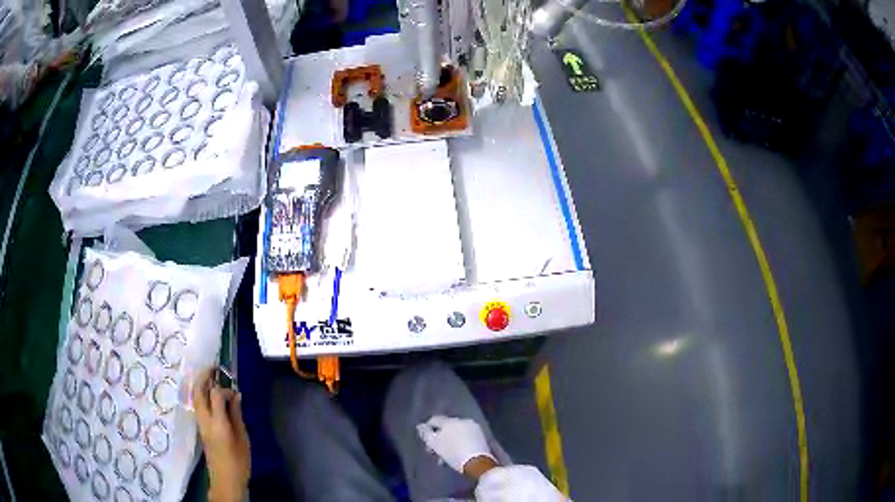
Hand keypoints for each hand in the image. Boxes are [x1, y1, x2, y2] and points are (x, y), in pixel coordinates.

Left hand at [193, 368, 250, 501]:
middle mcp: (204, 419)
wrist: (225, 479)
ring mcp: (199, 423)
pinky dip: (201, 394)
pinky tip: (209, 395)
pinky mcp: (200, 427)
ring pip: (195, 396)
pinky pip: (197, 404)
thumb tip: (235, 395)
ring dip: (201, 384)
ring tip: (210, 377)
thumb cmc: (239, 460)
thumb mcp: (243, 437)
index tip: (234, 391)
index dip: (224, 388)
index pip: (215, 394)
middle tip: (214, 367)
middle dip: (204, 376)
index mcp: (217, 422)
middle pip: (198, 391)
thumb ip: (236, 414)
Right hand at [416, 416, 495, 473]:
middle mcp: (462, 420)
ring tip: (445, 458)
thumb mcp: (434, 444)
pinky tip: (457, 455)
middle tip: (434, 453)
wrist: (477, 462)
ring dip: (448, 444)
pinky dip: (459, 444)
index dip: (427, 430)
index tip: (426, 442)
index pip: (434, 420)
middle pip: (445, 428)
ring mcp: (473, 428)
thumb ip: (425, 433)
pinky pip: (465, 437)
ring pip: (455, 434)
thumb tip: (420, 426)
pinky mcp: (481, 436)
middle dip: (438, 440)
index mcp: (450, 421)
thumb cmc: (452, 453)